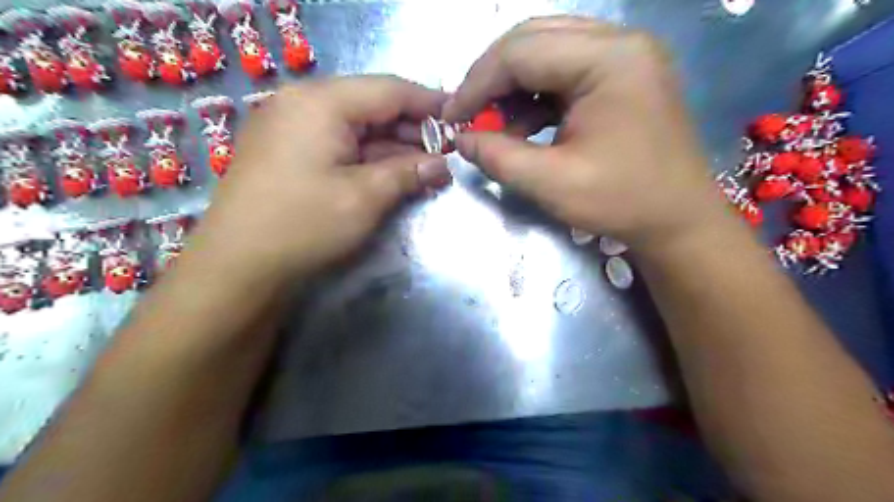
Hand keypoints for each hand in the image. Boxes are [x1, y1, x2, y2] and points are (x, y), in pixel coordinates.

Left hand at [190, 74, 450, 278]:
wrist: (237, 265)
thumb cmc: (304, 225)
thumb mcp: (365, 197)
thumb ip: (408, 172)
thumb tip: (442, 164)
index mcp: (321, 102)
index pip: (389, 90)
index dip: (428, 103)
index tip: (459, 117)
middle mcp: (302, 102)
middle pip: (371, 105)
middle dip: (411, 129)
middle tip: (444, 151)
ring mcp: (289, 126)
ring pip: (354, 126)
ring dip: (391, 145)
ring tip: (424, 166)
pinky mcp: (285, 150)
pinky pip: (336, 142)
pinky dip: (366, 156)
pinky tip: (389, 172)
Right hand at [444, 15, 732, 249]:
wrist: (679, 220)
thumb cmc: (623, 202)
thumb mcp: (552, 184)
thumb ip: (499, 157)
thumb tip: (462, 139)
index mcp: (609, 60)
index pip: (521, 52)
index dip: (477, 84)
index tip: (451, 118)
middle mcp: (620, 42)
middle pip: (533, 39)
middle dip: (491, 79)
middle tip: (469, 116)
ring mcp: (624, 56)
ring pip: (546, 52)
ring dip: (512, 87)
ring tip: (495, 127)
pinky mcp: (622, 75)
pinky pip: (564, 71)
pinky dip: (535, 97)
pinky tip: (523, 127)